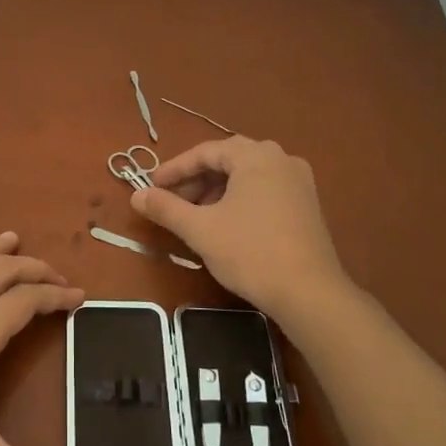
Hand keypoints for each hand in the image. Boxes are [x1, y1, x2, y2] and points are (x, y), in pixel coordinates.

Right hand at [131, 137, 349, 317]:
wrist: (309, 292)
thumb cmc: (250, 252)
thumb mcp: (200, 229)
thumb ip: (165, 208)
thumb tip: (136, 196)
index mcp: (255, 155)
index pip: (205, 152)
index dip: (174, 169)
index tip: (151, 187)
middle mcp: (281, 158)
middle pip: (227, 160)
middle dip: (195, 180)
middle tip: (171, 201)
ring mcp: (299, 181)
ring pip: (246, 176)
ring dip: (216, 190)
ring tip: (195, 215)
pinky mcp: (307, 204)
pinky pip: (265, 189)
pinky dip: (239, 199)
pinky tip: (226, 223)